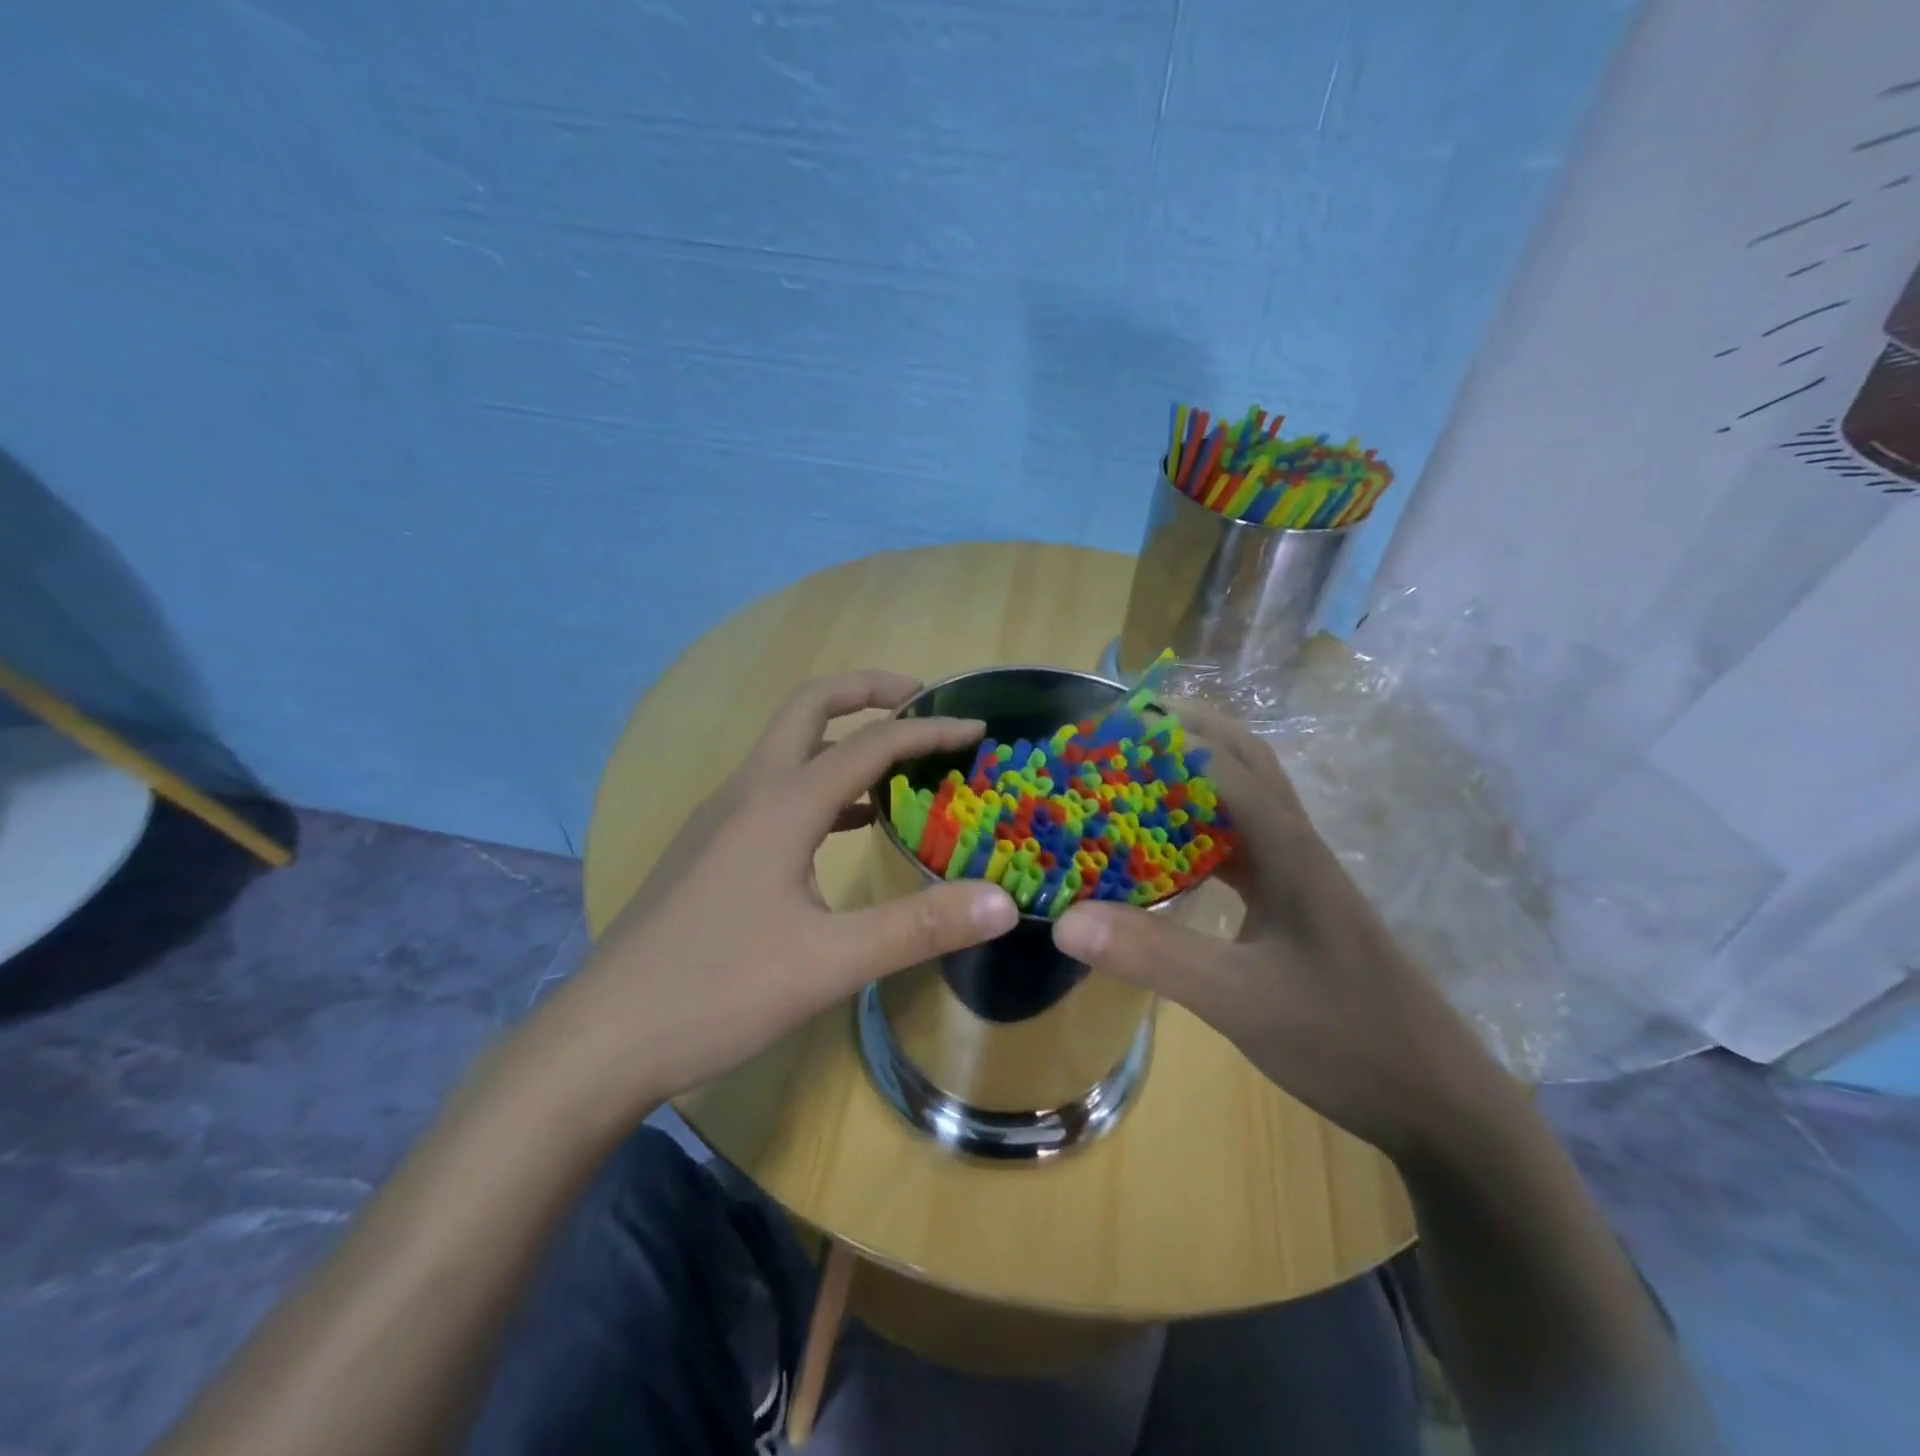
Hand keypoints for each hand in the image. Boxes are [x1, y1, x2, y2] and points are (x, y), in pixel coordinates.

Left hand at [554, 671, 1019, 1114]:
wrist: (604, 1039)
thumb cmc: (718, 991)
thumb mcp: (830, 962)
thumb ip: (919, 926)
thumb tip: (1003, 902)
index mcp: (780, 804)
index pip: (870, 744)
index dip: (929, 729)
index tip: (978, 728)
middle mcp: (748, 793)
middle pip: (809, 708)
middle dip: (867, 691)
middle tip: (922, 699)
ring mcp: (720, 818)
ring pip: (788, 749)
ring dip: (842, 739)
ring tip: (898, 762)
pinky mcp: (710, 848)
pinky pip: (775, 792)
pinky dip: (821, 786)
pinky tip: (848, 825)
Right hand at [1052, 701, 1505, 1160]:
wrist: (1435, 1099)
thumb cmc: (1344, 1038)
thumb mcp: (1238, 1000)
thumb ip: (1153, 955)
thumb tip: (1065, 920)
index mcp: (1288, 849)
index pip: (1222, 764)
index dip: (1165, 738)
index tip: (1106, 730)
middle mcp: (1295, 846)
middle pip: (1244, 760)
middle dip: (1186, 733)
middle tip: (1123, 732)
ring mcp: (1299, 875)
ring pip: (1244, 800)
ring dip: (1194, 776)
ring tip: (1135, 775)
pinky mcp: (1295, 904)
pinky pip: (1241, 845)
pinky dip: (1200, 829)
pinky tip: (1166, 852)